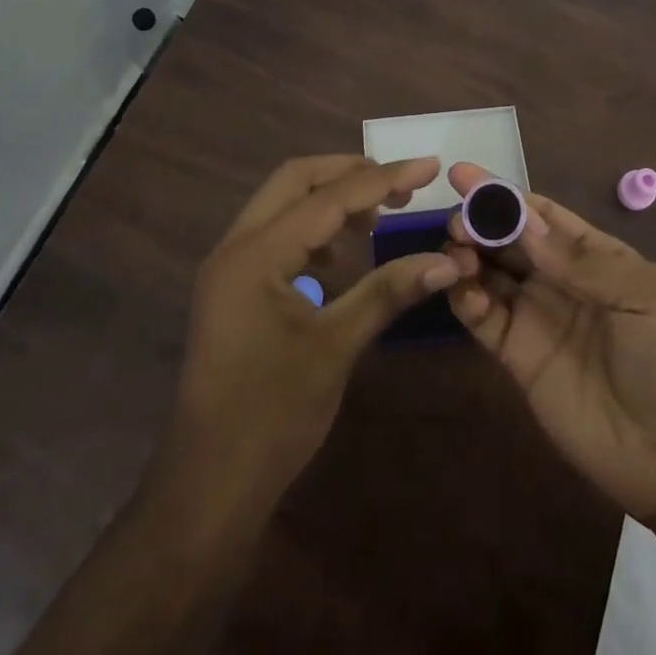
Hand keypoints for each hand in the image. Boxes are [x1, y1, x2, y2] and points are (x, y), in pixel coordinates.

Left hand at [168, 155, 459, 525]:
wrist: (208, 488)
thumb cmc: (271, 418)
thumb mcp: (336, 347)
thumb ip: (388, 292)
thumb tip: (447, 261)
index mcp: (255, 254)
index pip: (329, 198)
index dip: (383, 178)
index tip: (429, 166)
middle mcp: (235, 246)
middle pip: (296, 180)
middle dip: (351, 173)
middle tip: (401, 185)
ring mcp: (229, 266)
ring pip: (284, 204)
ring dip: (331, 199)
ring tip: (379, 217)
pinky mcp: (233, 287)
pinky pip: (276, 234)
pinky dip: (313, 229)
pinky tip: (343, 257)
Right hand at [443, 162, 655, 526]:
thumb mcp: (643, 296)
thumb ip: (581, 261)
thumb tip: (522, 219)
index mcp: (594, 256)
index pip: (541, 214)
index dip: (505, 195)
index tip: (464, 175)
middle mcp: (560, 280)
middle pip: (509, 240)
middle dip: (480, 222)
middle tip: (456, 219)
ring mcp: (537, 318)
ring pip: (490, 274)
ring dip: (467, 256)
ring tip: (453, 251)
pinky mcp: (518, 358)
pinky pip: (485, 320)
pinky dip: (466, 300)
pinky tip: (458, 289)